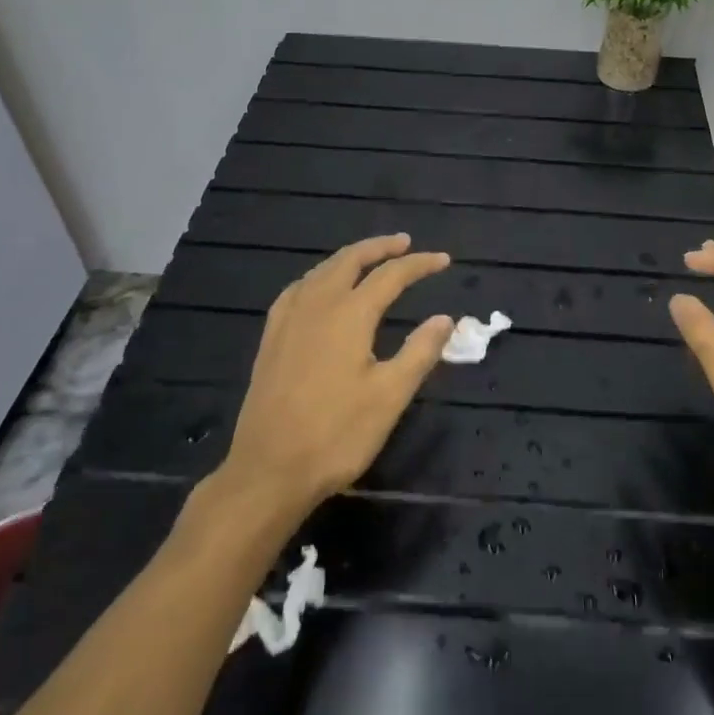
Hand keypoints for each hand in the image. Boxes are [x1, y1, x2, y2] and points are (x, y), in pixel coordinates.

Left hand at [216, 234, 453, 519]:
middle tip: (404, 243)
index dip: (419, 265)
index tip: (444, 260)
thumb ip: (420, 351)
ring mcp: (288, 320)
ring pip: (321, 271)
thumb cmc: (336, 435)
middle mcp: (317, 305)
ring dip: (349, 258)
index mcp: (349, 314)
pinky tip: (318, 288)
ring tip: (368, 258)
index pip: (390, 275)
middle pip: (350, 260)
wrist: (268, 471)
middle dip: (380, 247)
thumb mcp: (389, 396)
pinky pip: (297, 290)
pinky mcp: (271, 339)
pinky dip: (318, 277)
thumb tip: (445, 318)